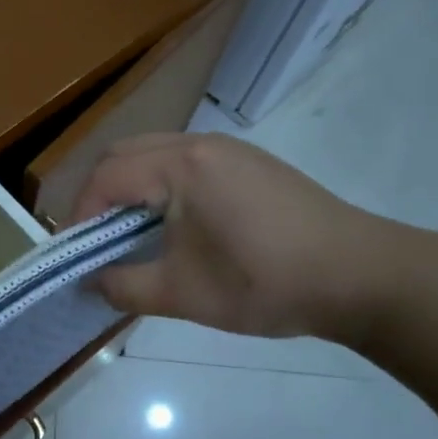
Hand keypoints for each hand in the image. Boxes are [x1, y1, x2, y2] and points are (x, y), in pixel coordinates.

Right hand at [71, 132, 399, 345]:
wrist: (362, 277)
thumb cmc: (265, 283)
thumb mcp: (184, 294)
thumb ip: (124, 286)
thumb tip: (89, 282)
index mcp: (181, 166)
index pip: (106, 178)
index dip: (80, 216)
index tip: (75, 256)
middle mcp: (201, 144)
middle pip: (124, 155)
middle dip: (98, 197)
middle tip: (93, 242)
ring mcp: (229, 150)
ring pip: (154, 155)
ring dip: (130, 190)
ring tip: (128, 236)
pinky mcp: (249, 164)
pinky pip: (184, 163)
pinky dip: (160, 187)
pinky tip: (173, 226)